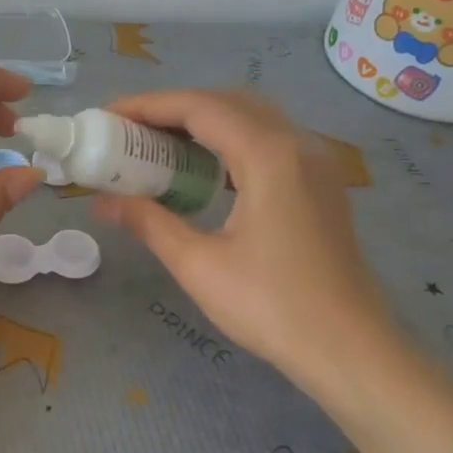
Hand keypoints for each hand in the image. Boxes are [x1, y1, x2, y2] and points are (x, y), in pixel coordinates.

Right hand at [94, 90, 398, 394]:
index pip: (200, 108)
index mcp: (268, 155)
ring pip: (252, 118)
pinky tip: (205, 171)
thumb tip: (103, 202)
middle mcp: (297, 144)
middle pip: (227, 103)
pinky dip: (230, 142)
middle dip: (174, 109)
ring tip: (159, 147)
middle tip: (130, 132)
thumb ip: (149, 222)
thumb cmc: (271, 307)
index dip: (149, 106)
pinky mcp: (321, 184)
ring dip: (204, 123)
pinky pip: (270, 141)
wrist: (349, 349)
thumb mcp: (199, 265)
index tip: (109, 116)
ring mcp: (316, 162)